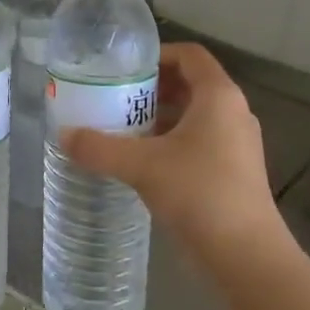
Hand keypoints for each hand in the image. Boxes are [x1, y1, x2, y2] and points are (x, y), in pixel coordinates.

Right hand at [61, 43, 285, 266]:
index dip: (157, 54)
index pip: (190, 55)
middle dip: (153, 88)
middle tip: (116, 97)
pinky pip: (201, 141)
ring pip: (196, 115)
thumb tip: (64, 135)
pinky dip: (173, 141)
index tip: (124, 68)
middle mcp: (234, 112)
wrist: (245, 254)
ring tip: (124, 128)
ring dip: (161, 117)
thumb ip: (99, 148)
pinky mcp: (236, 171)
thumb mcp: (141, 166)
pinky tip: (145, 162)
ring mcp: (238, 143)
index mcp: (218, 96)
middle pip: (191, 84)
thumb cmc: (198, 193)